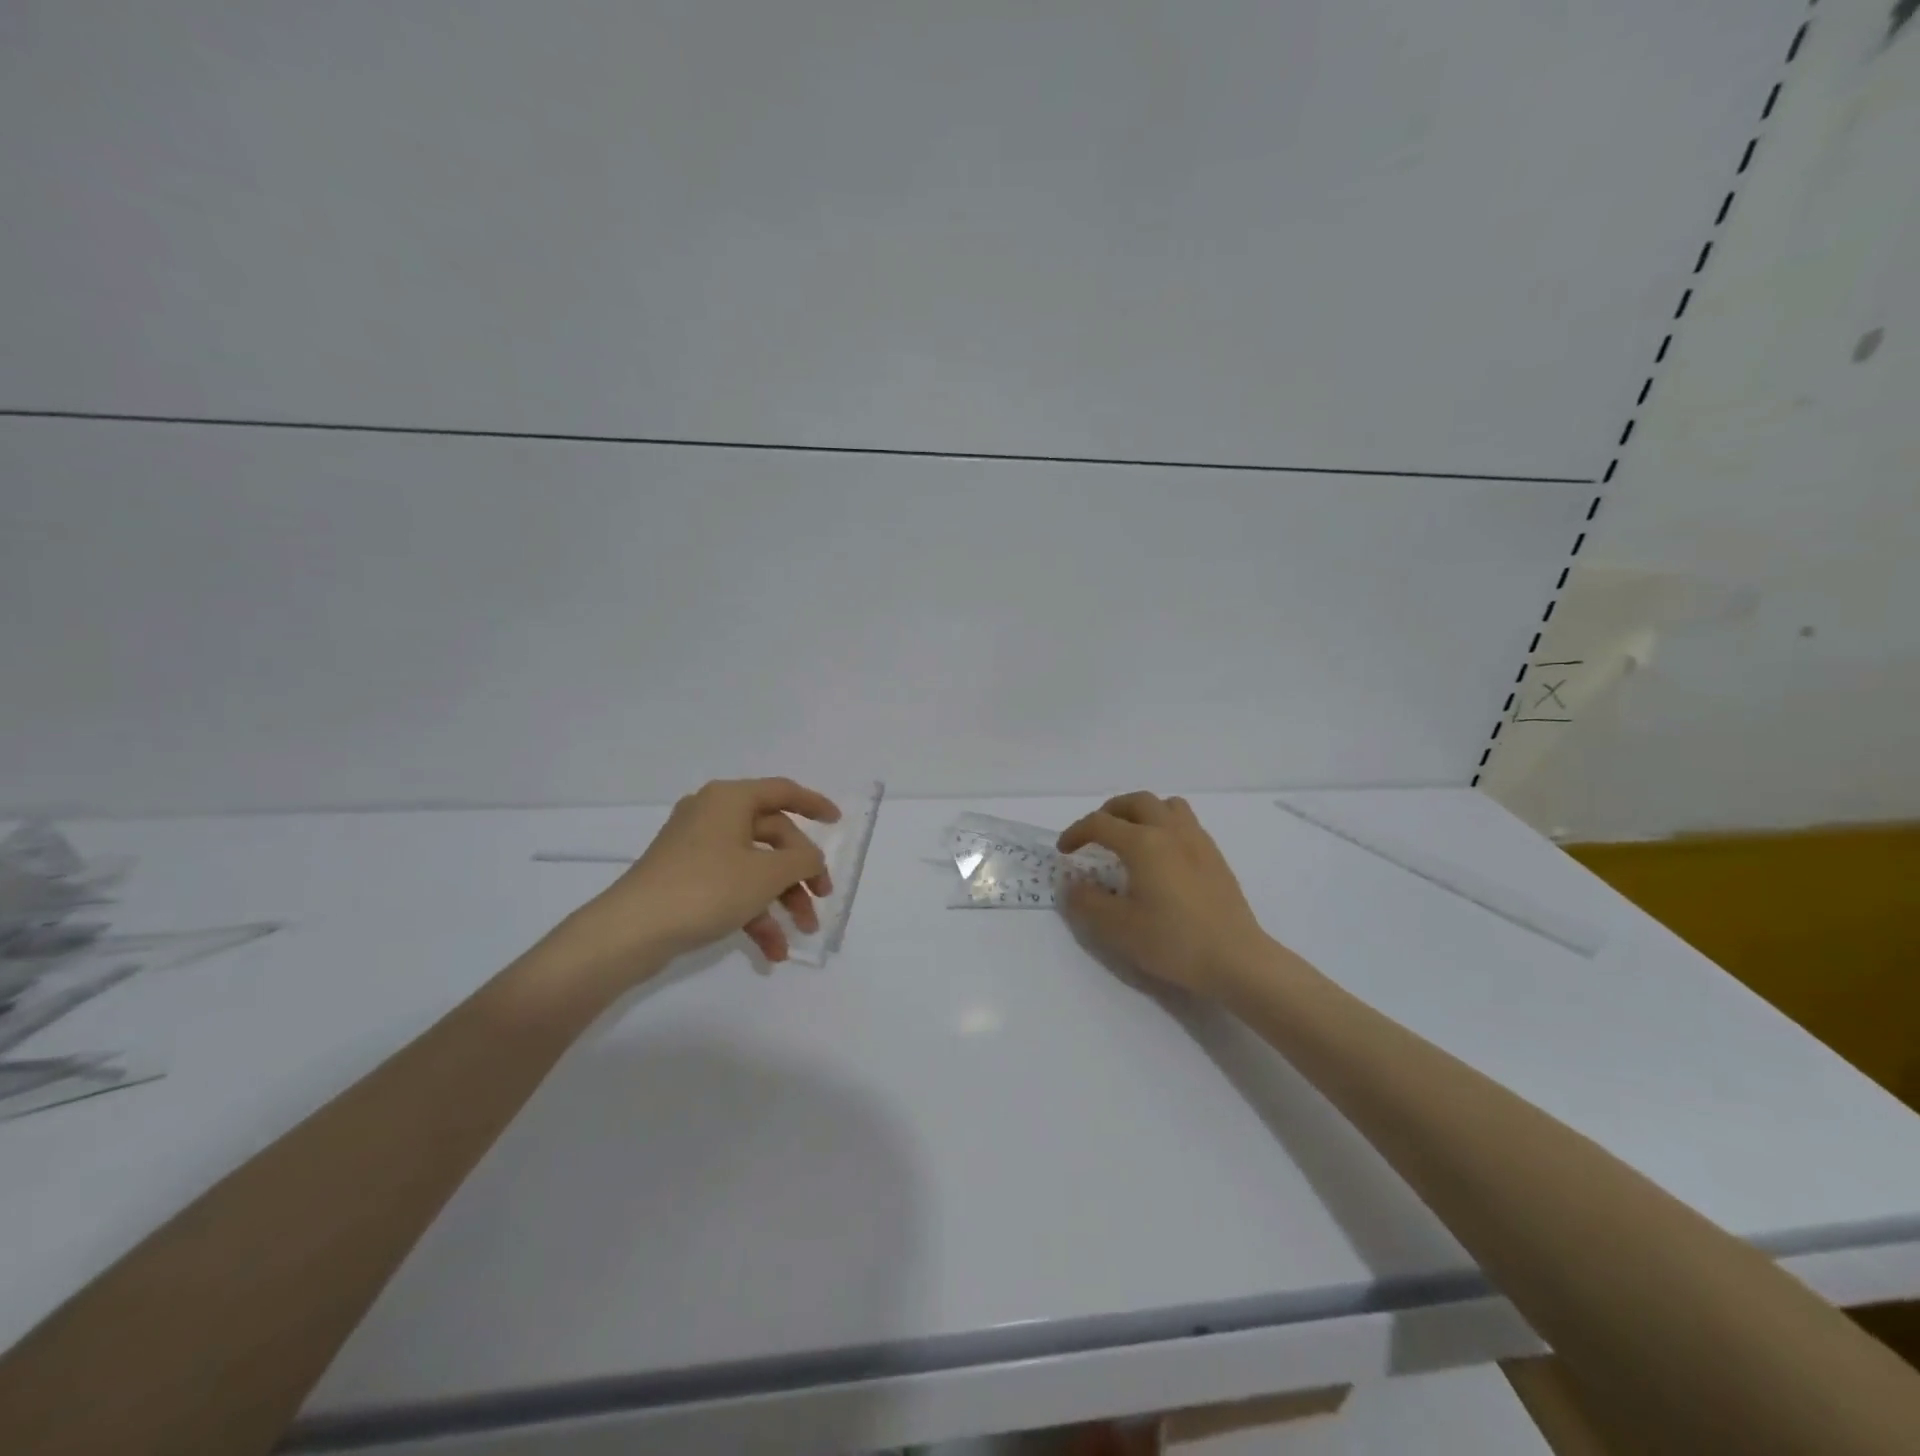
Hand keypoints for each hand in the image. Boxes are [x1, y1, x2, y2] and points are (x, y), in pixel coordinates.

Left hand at [556, 778, 839, 978]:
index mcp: (730, 800)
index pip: (783, 791)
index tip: (837, 822)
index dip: (814, 804)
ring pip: (754, 867)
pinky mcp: (685, 879)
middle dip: (800, 873)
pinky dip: (753, 914)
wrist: (630, 931)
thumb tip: (810, 860)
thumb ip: (802, 860)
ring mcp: (696, 849)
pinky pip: (731, 888)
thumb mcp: (767, 873)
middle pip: (772, 837)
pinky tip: (772, 951)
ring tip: (801, 933)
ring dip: (781, 900)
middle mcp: (712, 816)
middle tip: (820, 899)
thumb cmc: (706, 888)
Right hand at [1057, 791, 1274, 999]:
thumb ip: (1087, 901)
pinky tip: (1162, 856)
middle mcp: (1170, 831)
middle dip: (1109, 812)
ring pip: (1165, 805)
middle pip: (1135, 801)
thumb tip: (1071, 884)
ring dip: (1141, 811)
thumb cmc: (1173, 941)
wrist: (1235, 959)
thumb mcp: (1118, 927)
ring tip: (1130, 836)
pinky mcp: (1215, 856)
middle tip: (1095, 835)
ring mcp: (1197, 840)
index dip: (1076, 833)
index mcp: (1143, 843)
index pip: (1100, 823)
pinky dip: (1164, 825)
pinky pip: (1185, 822)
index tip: (1064, 851)